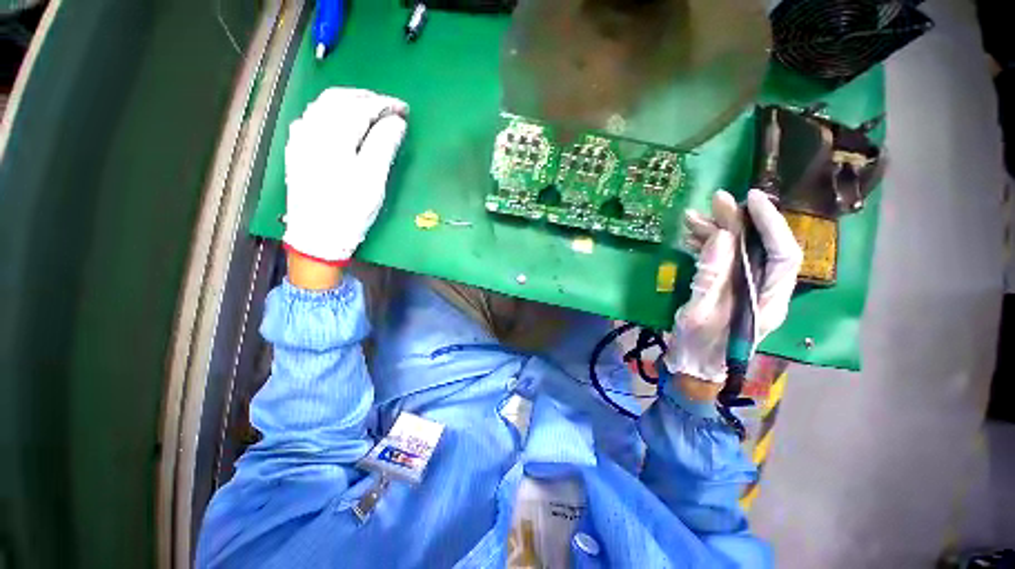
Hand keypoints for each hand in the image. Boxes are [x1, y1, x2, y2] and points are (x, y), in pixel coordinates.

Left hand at [283, 88, 408, 262]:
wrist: (317, 236)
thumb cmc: (350, 211)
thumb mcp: (373, 181)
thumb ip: (384, 146)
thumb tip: (397, 122)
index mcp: (334, 138)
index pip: (361, 107)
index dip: (385, 105)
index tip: (404, 110)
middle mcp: (313, 131)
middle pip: (339, 99)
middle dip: (366, 98)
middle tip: (389, 106)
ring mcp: (301, 140)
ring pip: (322, 105)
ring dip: (347, 100)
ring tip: (368, 108)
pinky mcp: (296, 151)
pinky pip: (311, 118)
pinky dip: (330, 111)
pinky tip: (339, 120)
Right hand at [663, 189, 802, 384]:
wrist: (693, 368)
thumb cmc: (698, 348)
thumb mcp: (699, 314)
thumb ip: (711, 277)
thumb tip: (721, 238)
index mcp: (768, 301)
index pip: (783, 254)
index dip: (770, 224)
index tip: (749, 200)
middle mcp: (764, 290)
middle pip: (759, 247)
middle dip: (738, 221)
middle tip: (714, 201)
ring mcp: (744, 289)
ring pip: (738, 251)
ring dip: (717, 232)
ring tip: (691, 218)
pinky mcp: (727, 289)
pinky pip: (722, 261)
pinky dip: (707, 246)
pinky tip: (691, 237)